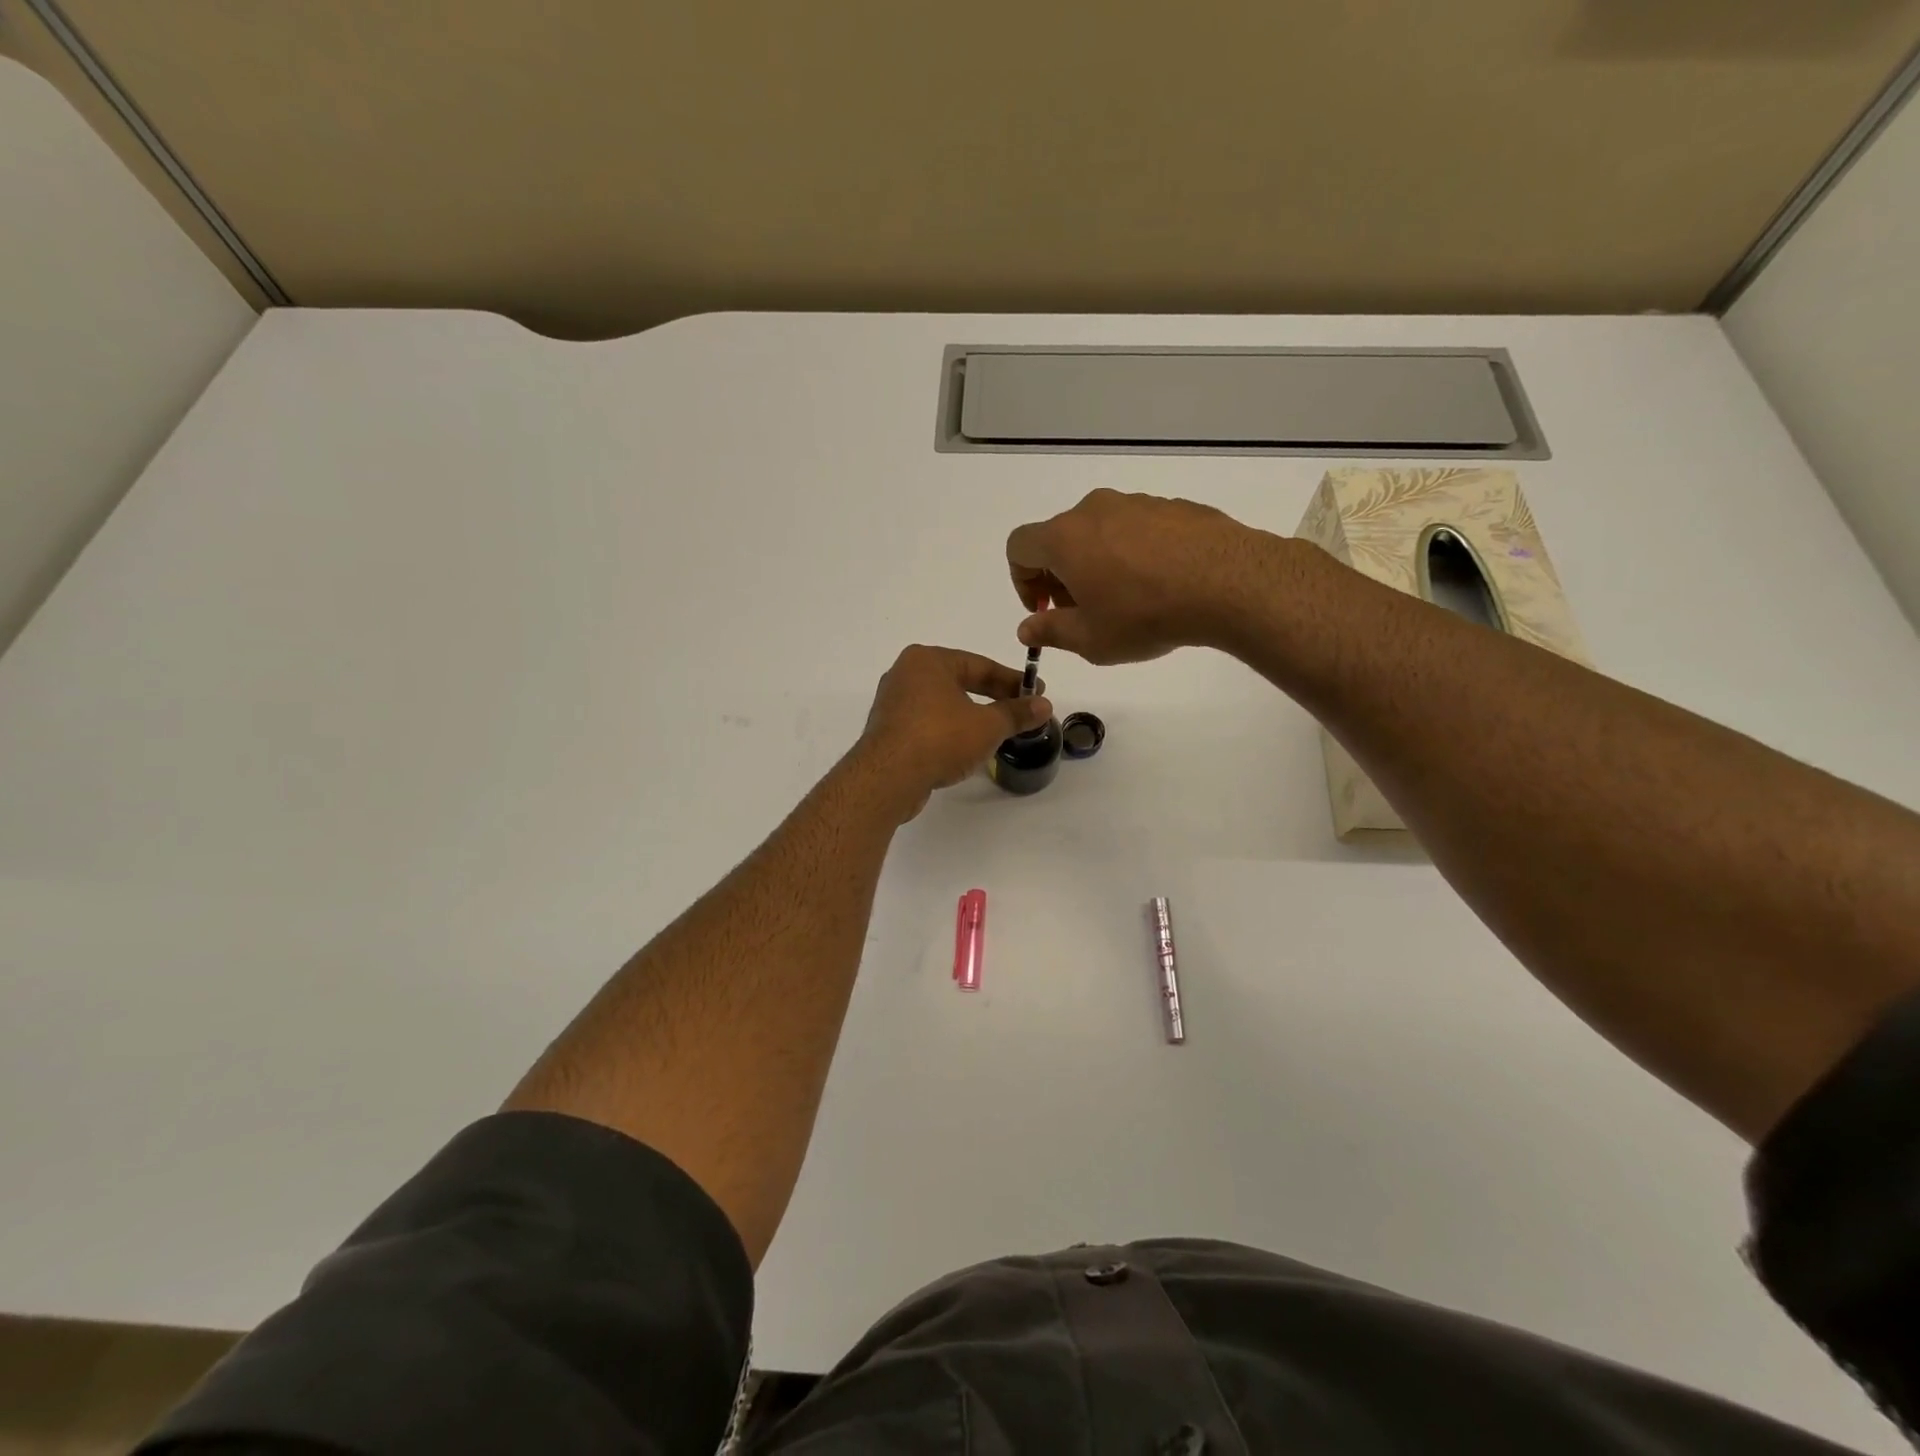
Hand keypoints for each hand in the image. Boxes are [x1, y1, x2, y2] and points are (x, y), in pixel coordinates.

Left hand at [855, 645, 1052, 819]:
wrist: (888, 778)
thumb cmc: (940, 738)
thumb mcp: (987, 725)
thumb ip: (1016, 713)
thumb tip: (1044, 705)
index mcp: (927, 660)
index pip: (979, 665)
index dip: (1012, 680)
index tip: (1036, 692)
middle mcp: (905, 674)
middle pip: (959, 682)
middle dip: (992, 697)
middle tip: (1020, 710)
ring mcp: (893, 703)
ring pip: (942, 704)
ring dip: (971, 716)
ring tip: (997, 731)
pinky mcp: (888, 731)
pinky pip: (927, 724)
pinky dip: (949, 731)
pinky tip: (966, 747)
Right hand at [1005, 489, 1264, 663]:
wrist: (1228, 583)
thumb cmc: (1144, 614)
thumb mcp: (1090, 639)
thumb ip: (1050, 632)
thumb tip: (1026, 629)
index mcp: (1065, 538)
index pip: (1019, 547)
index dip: (1022, 581)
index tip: (1046, 610)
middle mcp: (1095, 510)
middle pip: (1059, 538)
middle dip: (1060, 575)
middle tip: (1083, 612)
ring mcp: (1137, 503)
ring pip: (1100, 532)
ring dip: (1097, 564)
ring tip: (1126, 601)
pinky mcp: (1173, 506)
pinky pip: (1137, 529)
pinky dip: (1134, 554)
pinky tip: (1160, 585)